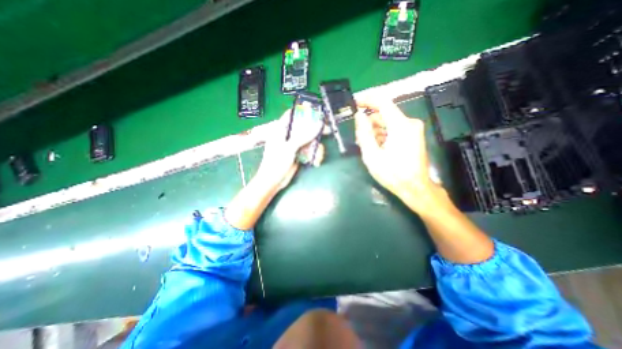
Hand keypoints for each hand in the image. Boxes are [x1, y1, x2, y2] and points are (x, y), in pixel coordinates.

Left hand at [257, 109, 325, 188]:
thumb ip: (303, 136)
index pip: (291, 114)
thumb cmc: (276, 163)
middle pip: (304, 127)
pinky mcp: (298, 154)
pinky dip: (314, 155)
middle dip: (315, 131)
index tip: (316, 112)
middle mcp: (288, 135)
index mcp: (280, 129)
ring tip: (318, 156)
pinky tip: (316, 161)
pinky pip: (309, 150)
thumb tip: (318, 125)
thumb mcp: (289, 148)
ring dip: (316, 148)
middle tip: (327, 131)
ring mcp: (294, 145)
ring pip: (309, 140)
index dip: (303, 111)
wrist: (273, 181)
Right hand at [355, 97, 441, 212]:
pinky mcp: (413, 136)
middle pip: (384, 114)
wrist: (415, 188)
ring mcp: (413, 130)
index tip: (355, 103)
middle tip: (357, 136)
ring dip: (375, 130)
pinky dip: (383, 134)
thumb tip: (359, 116)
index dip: (367, 100)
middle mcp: (409, 123)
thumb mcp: (372, 155)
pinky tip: (375, 147)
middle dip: (369, 122)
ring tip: (365, 144)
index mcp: (400, 125)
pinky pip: (394, 129)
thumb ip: (364, 133)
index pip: (383, 103)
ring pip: (388, 122)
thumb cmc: (392, 174)